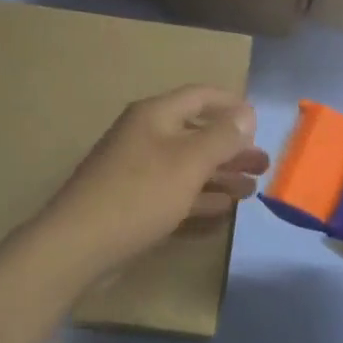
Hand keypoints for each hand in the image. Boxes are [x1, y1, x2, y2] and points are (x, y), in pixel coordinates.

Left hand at [39, 86, 268, 272]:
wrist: (78, 245)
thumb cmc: (139, 195)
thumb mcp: (188, 162)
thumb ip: (221, 137)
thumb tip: (246, 113)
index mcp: (155, 116)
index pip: (199, 96)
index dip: (231, 104)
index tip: (260, 122)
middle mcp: (145, 136)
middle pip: (196, 133)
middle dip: (231, 147)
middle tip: (263, 164)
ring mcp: (136, 170)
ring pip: (187, 165)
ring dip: (220, 174)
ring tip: (252, 189)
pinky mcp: (133, 202)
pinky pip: (174, 191)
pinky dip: (200, 196)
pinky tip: (222, 208)